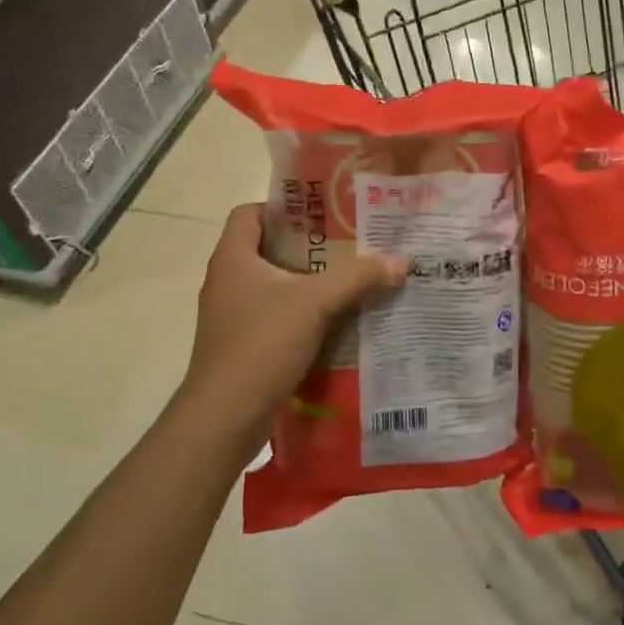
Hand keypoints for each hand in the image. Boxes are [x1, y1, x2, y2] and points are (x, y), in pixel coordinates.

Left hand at [182, 204, 404, 454]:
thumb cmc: (262, 345)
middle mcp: (227, 281)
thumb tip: (399, 261)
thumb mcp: (315, 304)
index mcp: (233, 258)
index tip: (323, 216)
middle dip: (310, 247)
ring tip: (351, 282)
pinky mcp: (241, 345)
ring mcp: (231, 316)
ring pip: (275, 286)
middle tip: (350, 247)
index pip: (250, 212)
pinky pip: (276, 317)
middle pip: (268, 248)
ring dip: (310, 284)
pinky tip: (336, 323)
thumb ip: (357, 278)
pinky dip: (303, 316)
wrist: (225, 417)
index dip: (284, 208)